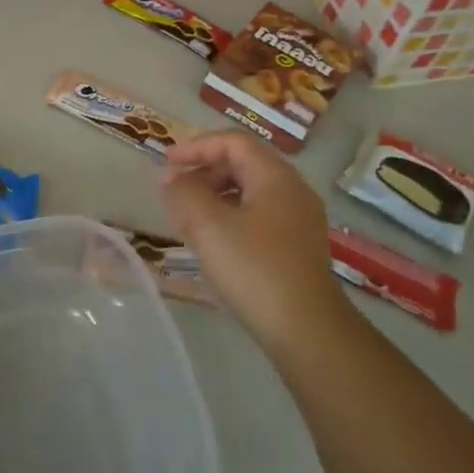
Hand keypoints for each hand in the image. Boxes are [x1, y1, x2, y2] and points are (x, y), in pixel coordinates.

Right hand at [159, 130, 347, 350]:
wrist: (306, 330)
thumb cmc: (254, 268)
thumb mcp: (209, 226)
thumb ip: (184, 193)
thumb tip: (170, 177)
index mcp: (275, 176)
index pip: (233, 142)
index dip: (196, 147)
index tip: (167, 163)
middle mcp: (292, 190)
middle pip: (242, 164)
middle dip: (204, 173)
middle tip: (175, 192)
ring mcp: (299, 220)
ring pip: (249, 193)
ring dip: (214, 198)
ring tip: (187, 220)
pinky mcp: (297, 248)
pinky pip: (258, 217)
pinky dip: (230, 219)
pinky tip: (213, 244)